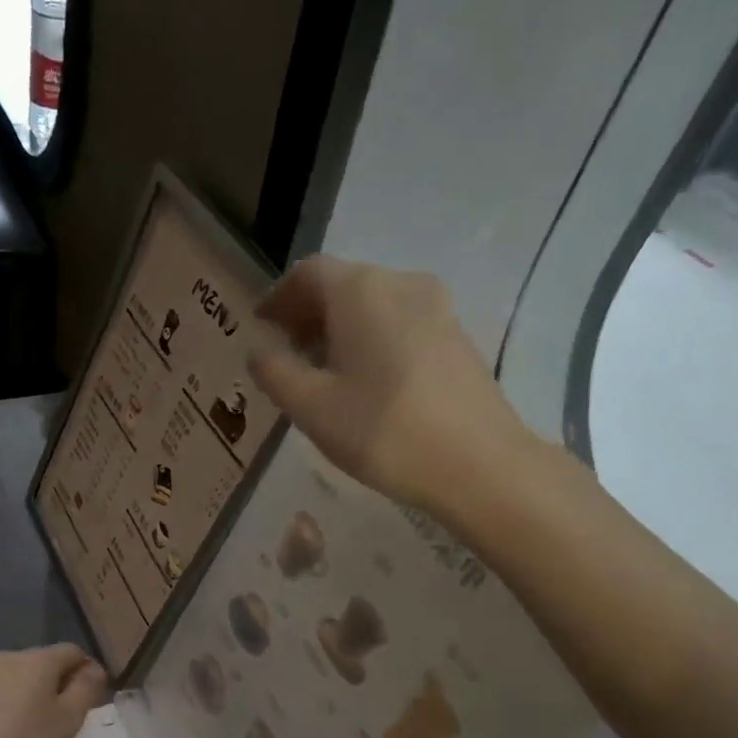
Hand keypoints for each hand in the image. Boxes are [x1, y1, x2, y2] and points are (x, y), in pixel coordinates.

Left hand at [0, 645, 107, 737]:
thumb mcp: (68, 719)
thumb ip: (87, 689)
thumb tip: (94, 669)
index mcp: (37, 659)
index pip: (72, 651)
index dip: (88, 670)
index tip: (94, 698)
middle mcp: (8, 658)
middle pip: (44, 662)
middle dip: (60, 683)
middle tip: (69, 717)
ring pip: (20, 678)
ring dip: (34, 695)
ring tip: (39, 728)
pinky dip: (12, 706)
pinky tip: (11, 734)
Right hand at [247, 257, 539, 517]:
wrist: (479, 464)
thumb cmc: (384, 432)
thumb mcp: (311, 407)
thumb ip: (274, 371)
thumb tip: (258, 349)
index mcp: (362, 291)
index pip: (308, 272)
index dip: (277, 297)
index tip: (260, 328)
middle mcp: (402, 284)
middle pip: (342, 285)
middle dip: (306, 315)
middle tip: (284, 355)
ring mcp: (437, 308)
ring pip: (372, 305)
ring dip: (338, 329)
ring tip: (320, 374)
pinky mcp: (455, 336)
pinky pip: (399, 323)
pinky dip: (369, 340)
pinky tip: (362, 383)